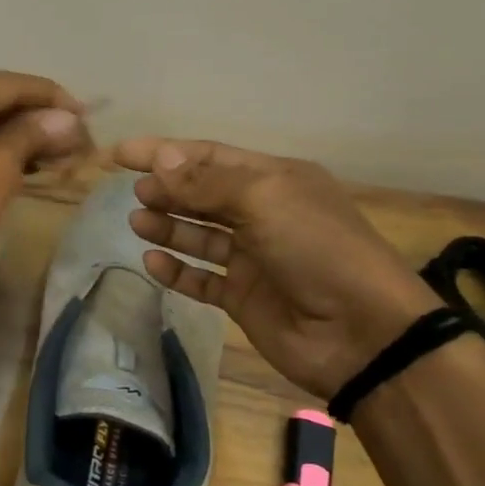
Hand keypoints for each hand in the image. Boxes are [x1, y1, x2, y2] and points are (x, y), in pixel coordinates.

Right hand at [116, 138, 436, 398]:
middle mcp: (264, 214)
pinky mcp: (243, 297)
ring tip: (136, 222)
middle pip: (203, 194)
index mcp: (276, 180)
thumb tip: (160, 158)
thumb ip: (205, 183)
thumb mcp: (263, 200)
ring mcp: (253, 258)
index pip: (210, 157)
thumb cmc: (317, 249)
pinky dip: (177, 270)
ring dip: (168, 226)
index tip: (122, 154)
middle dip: (167, 189)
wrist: (362, 332)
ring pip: (199, 235)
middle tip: (134, 192)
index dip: (165, 152)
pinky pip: (201, 279)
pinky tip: (152, 262)